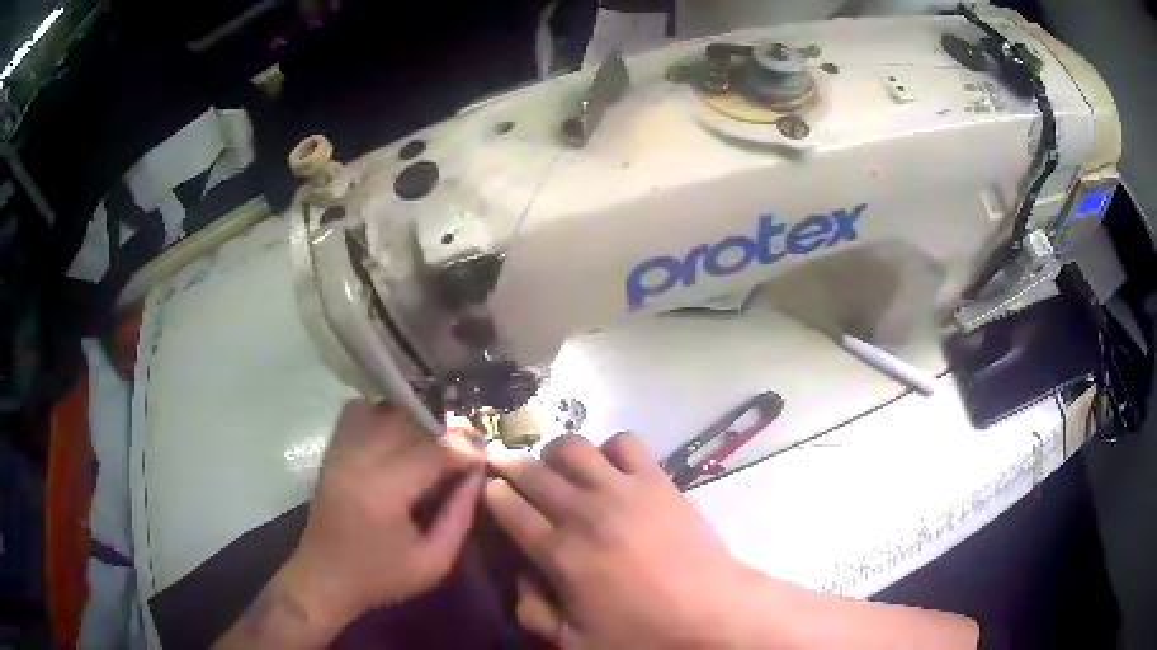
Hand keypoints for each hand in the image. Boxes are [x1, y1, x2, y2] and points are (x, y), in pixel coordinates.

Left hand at [284, 400, 483, 629]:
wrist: (324, 578)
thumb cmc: (381, 578)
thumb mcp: (434, 562)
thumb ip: (460, 516)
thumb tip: (477, 475)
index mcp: (384, 494)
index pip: (433, 452)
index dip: (464, 450)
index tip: (484, 459)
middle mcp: (358, 462)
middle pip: (410, 423)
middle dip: (445, 431)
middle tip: (465, 448)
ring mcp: (340, 452)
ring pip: (384, 410)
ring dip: (415, 421)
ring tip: (432, 442)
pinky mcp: (331, 451)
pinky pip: (358, 412)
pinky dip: (382, 415)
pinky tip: (397, 436)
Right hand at [486, 433, 768, 648]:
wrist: (713, 614)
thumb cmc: (643, 635)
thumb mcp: (575, 642)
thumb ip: (534, 610)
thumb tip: (520, 574)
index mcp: (560, 554)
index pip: (508, 507)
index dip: (492, 493)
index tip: (489, 488)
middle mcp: (585, 513)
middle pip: (533, 471)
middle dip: (511, 465)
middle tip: (507, 468)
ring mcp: (624, 491)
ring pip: (573, 446)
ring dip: (556, 453)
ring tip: (558, 469)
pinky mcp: (658, 481)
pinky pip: (625, 442)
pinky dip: (609, 448)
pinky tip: (610, 468)